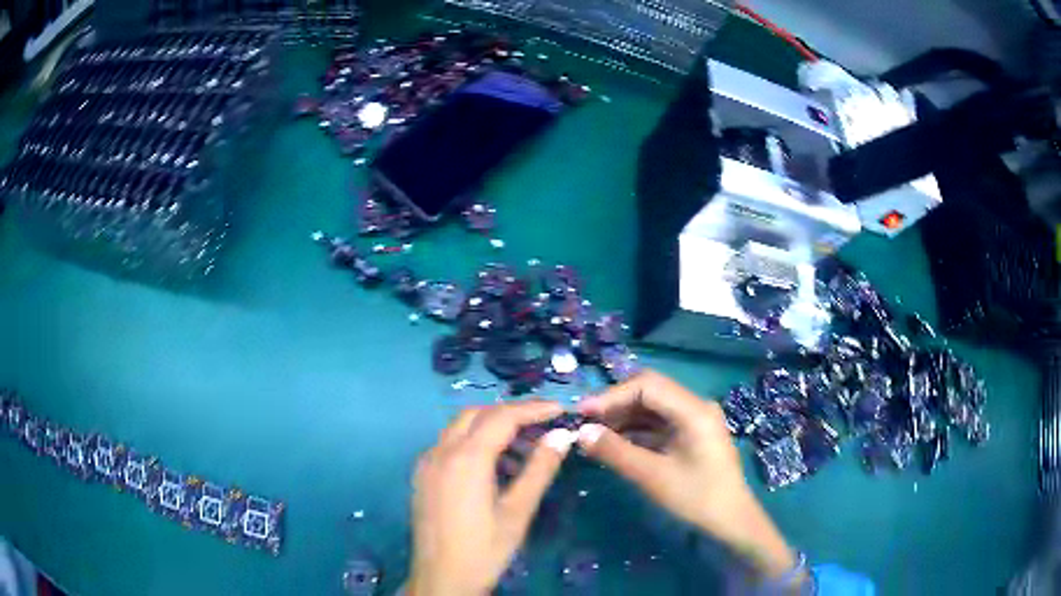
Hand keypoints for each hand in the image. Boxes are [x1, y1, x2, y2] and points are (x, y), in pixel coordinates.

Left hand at [408, 401, 575, 595]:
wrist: (441, 579)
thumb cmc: (484, 550)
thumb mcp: (518, 512)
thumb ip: (539, 469)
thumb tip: (561, 436)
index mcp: (466, 458)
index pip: (502, 417)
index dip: (534, 409)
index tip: (560, 410)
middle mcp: (441, 452)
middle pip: (477, 414)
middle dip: (510, 412)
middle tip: (542, 423)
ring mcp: (427, 463)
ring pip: (459, 427)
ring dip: (490, 425)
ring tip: (523, 445)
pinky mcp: (422, 476)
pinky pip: (447, 444)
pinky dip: (472, 441)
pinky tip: (492, 464)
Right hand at [575, 370, 798, 580]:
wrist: (730, 520)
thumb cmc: (696, 498)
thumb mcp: (652, 476)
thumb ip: (615, 452)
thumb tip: (580, 433)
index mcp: (693, 410)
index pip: (647, 386)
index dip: (612, 395)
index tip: (582, 413)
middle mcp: (695, 407)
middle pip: (649, 392)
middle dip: (615, 405)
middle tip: (585, 423)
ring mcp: (694, 420)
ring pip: (652, 408)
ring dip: (623, 418)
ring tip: (594, 435)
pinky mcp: (690, 435)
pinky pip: (658, 424)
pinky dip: (635, 431)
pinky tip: (614, 444)